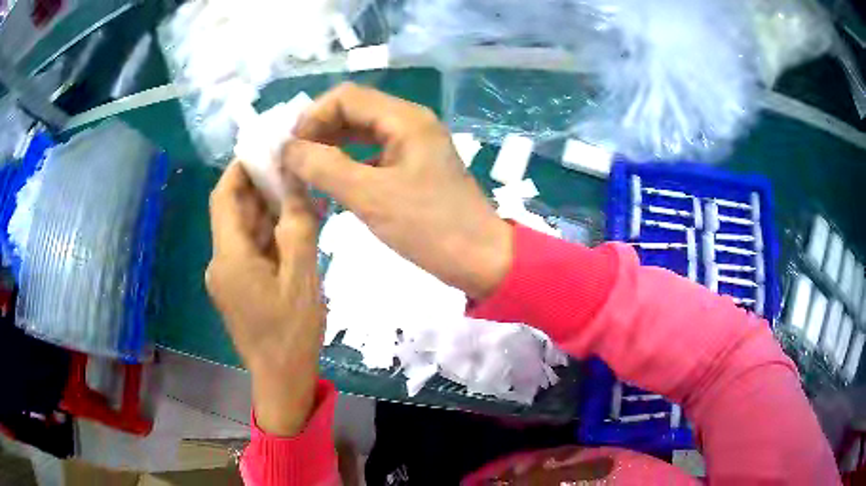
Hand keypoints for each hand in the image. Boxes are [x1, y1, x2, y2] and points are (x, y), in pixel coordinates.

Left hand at [206, 162, 322, 435]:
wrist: (281, 379)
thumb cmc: (291, 333)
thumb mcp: (302, 277)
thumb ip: (298, 227)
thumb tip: (297, 187)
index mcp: (229, 257)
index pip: (224, 197)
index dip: (240, 168)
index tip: (266, 149)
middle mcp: (220, 262)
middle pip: (234, 212)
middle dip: (260, 187)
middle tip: (294, 168)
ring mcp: (227, 276)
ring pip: (243, 231)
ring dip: (266, 211)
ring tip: (299, 194)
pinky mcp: (237, 287)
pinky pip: (249, 250)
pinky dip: (267, 235)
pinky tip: (293, 228)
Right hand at [283, 83, 512, 298]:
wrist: (482, 260)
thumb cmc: (431, 228)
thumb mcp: (371, 196)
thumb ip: (324, 167)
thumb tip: (287, 148)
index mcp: (404, 119)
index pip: (344, 97)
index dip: (312, 118)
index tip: (291, 151)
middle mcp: (409, 123)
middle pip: (352, 111)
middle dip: (318, 133)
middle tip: (294, 165)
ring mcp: (413, 145)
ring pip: (360, 134)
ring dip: (331, 149)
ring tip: (306, 176)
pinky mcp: (413, 168)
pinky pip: (372, 155)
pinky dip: (348, 166)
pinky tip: (333, 188)